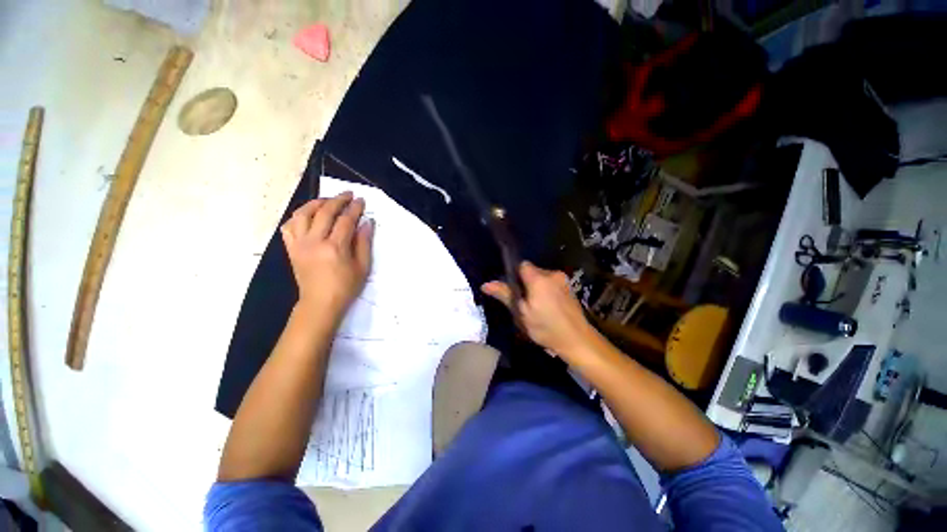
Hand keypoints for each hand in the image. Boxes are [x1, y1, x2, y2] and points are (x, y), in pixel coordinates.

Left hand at [281, 192, 373, 316]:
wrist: (320, 303)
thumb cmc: (345, 287)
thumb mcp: (362, 267)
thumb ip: (364, 243)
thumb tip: (367, 223)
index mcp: (335, 247)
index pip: (345, 220)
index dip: (355, 208)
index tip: (361, 200)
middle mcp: (314, 241)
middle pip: (325, 212)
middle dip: (338, 200)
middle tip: (348, 195)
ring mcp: (299, 244)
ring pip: (303, 214)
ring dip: (316, 203)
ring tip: (327, 201)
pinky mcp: (291, 248)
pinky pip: (289, 226)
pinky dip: (297, 216)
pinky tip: (307, 215)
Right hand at [482, 262, 594, 358]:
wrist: (577, 340)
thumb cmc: (546, 327)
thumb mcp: (521, 313)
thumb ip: (505, 295)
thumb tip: (485, 284)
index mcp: (539, 278)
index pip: (522, 265)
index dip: (514, 275)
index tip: (513, 290)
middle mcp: (552, 274)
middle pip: (532, 271)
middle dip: (525, 283)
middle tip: (523, 302)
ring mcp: (563, 280)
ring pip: (542, 278)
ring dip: (536, 287)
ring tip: (536, 307)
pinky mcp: (569, 288)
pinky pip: (551, 283)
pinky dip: (546, 291)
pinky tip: (547, 307)